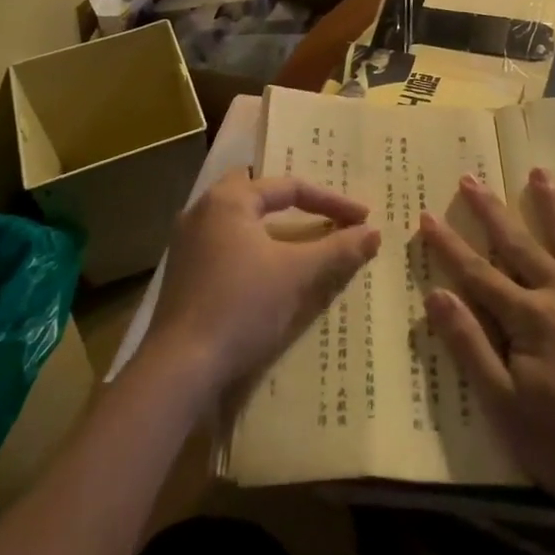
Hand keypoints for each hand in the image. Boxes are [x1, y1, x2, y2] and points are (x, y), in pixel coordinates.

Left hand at [145, 173, 378, 405]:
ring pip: (239, 219)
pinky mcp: (183, 273)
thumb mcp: (297, 274)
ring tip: (301, 239)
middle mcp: (203, 210)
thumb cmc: (242, 306)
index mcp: (228, 200)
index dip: (331, 202)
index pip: (289, 188)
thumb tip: (374, 232)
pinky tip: (268, 269)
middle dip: (293, 202)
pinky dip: (253, 247)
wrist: (181, 367)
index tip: (362, 219)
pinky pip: (226, 244)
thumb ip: (337, 249)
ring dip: (272, 226)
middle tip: (323, 214)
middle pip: (257, 192)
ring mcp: (187, 242)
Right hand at [419, 170, 554, 524]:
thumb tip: (436, 294)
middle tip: (472, 178)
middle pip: (521, 247)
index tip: (427, 215)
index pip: (478, 274)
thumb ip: (470, 347)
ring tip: (540, 174)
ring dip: (554, 208)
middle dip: (492, 213)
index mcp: (531, 319)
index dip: (449, 246)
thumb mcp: (507, 409)